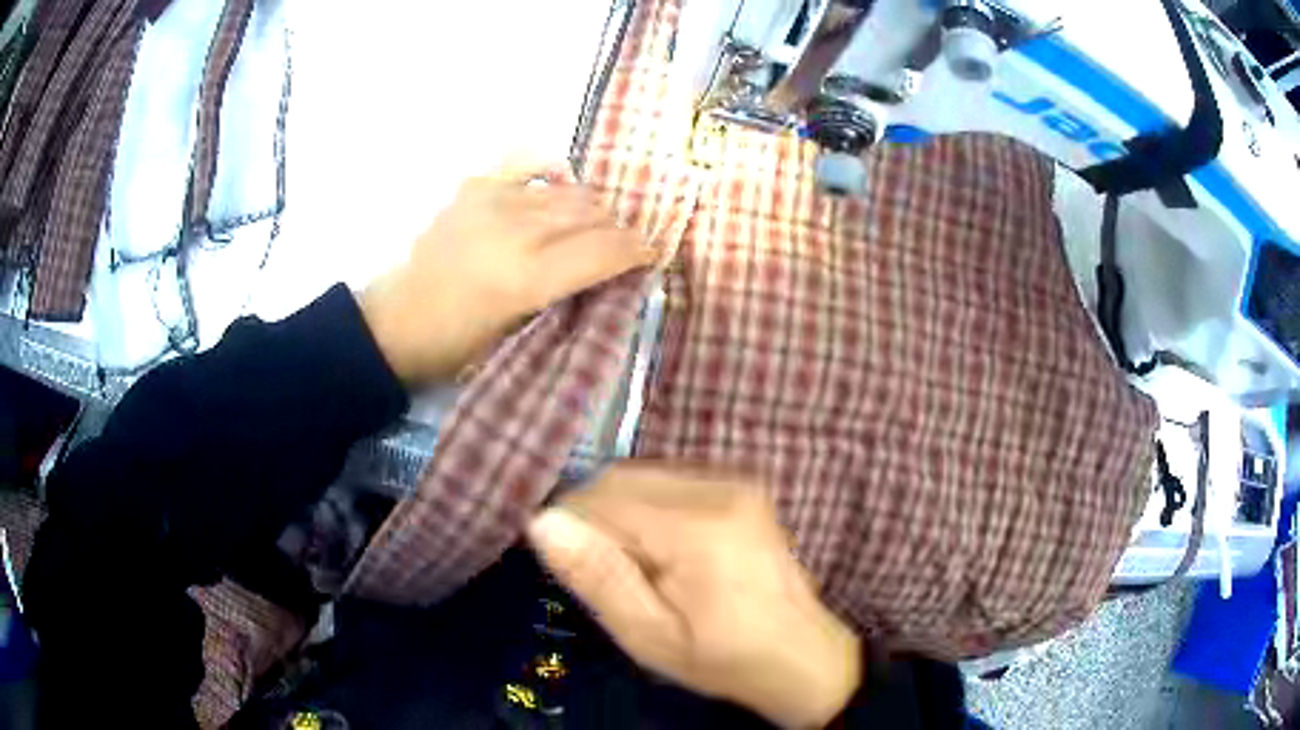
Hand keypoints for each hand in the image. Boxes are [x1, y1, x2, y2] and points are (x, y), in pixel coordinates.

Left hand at [361, 160, 654, 385]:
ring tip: (590, 225)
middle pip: (591, 214)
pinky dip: (551, 172)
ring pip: (567, 191)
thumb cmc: (458, 345)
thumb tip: (609, 270)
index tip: (649, 255)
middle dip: (616, 229)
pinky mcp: (475, 187)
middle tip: (619, 246)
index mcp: (527, 278)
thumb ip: (567, 295)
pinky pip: (528, 162)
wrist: (397, 321)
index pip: (603, 250)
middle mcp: (515, 230)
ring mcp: (493, 201)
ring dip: (590, 207)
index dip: (636, 250)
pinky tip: (557, 185)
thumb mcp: (519, 334)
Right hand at [527, 464, 860, 728]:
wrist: (799, 655)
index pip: (601, 498)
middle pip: (621, 478)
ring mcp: (736, 481)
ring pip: (643, 476)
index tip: (566, 565)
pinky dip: (648, 508)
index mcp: (698, 527)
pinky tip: (662, 551)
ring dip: (620, 512)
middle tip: (601, 573)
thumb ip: (598, 577)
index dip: (570, 526)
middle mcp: (720, 487)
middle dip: (594, 518)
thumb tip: (543, 522)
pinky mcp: (742, 485)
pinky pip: (670, 480)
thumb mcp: (650, 635)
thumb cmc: (722, 657)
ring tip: (635, 567)